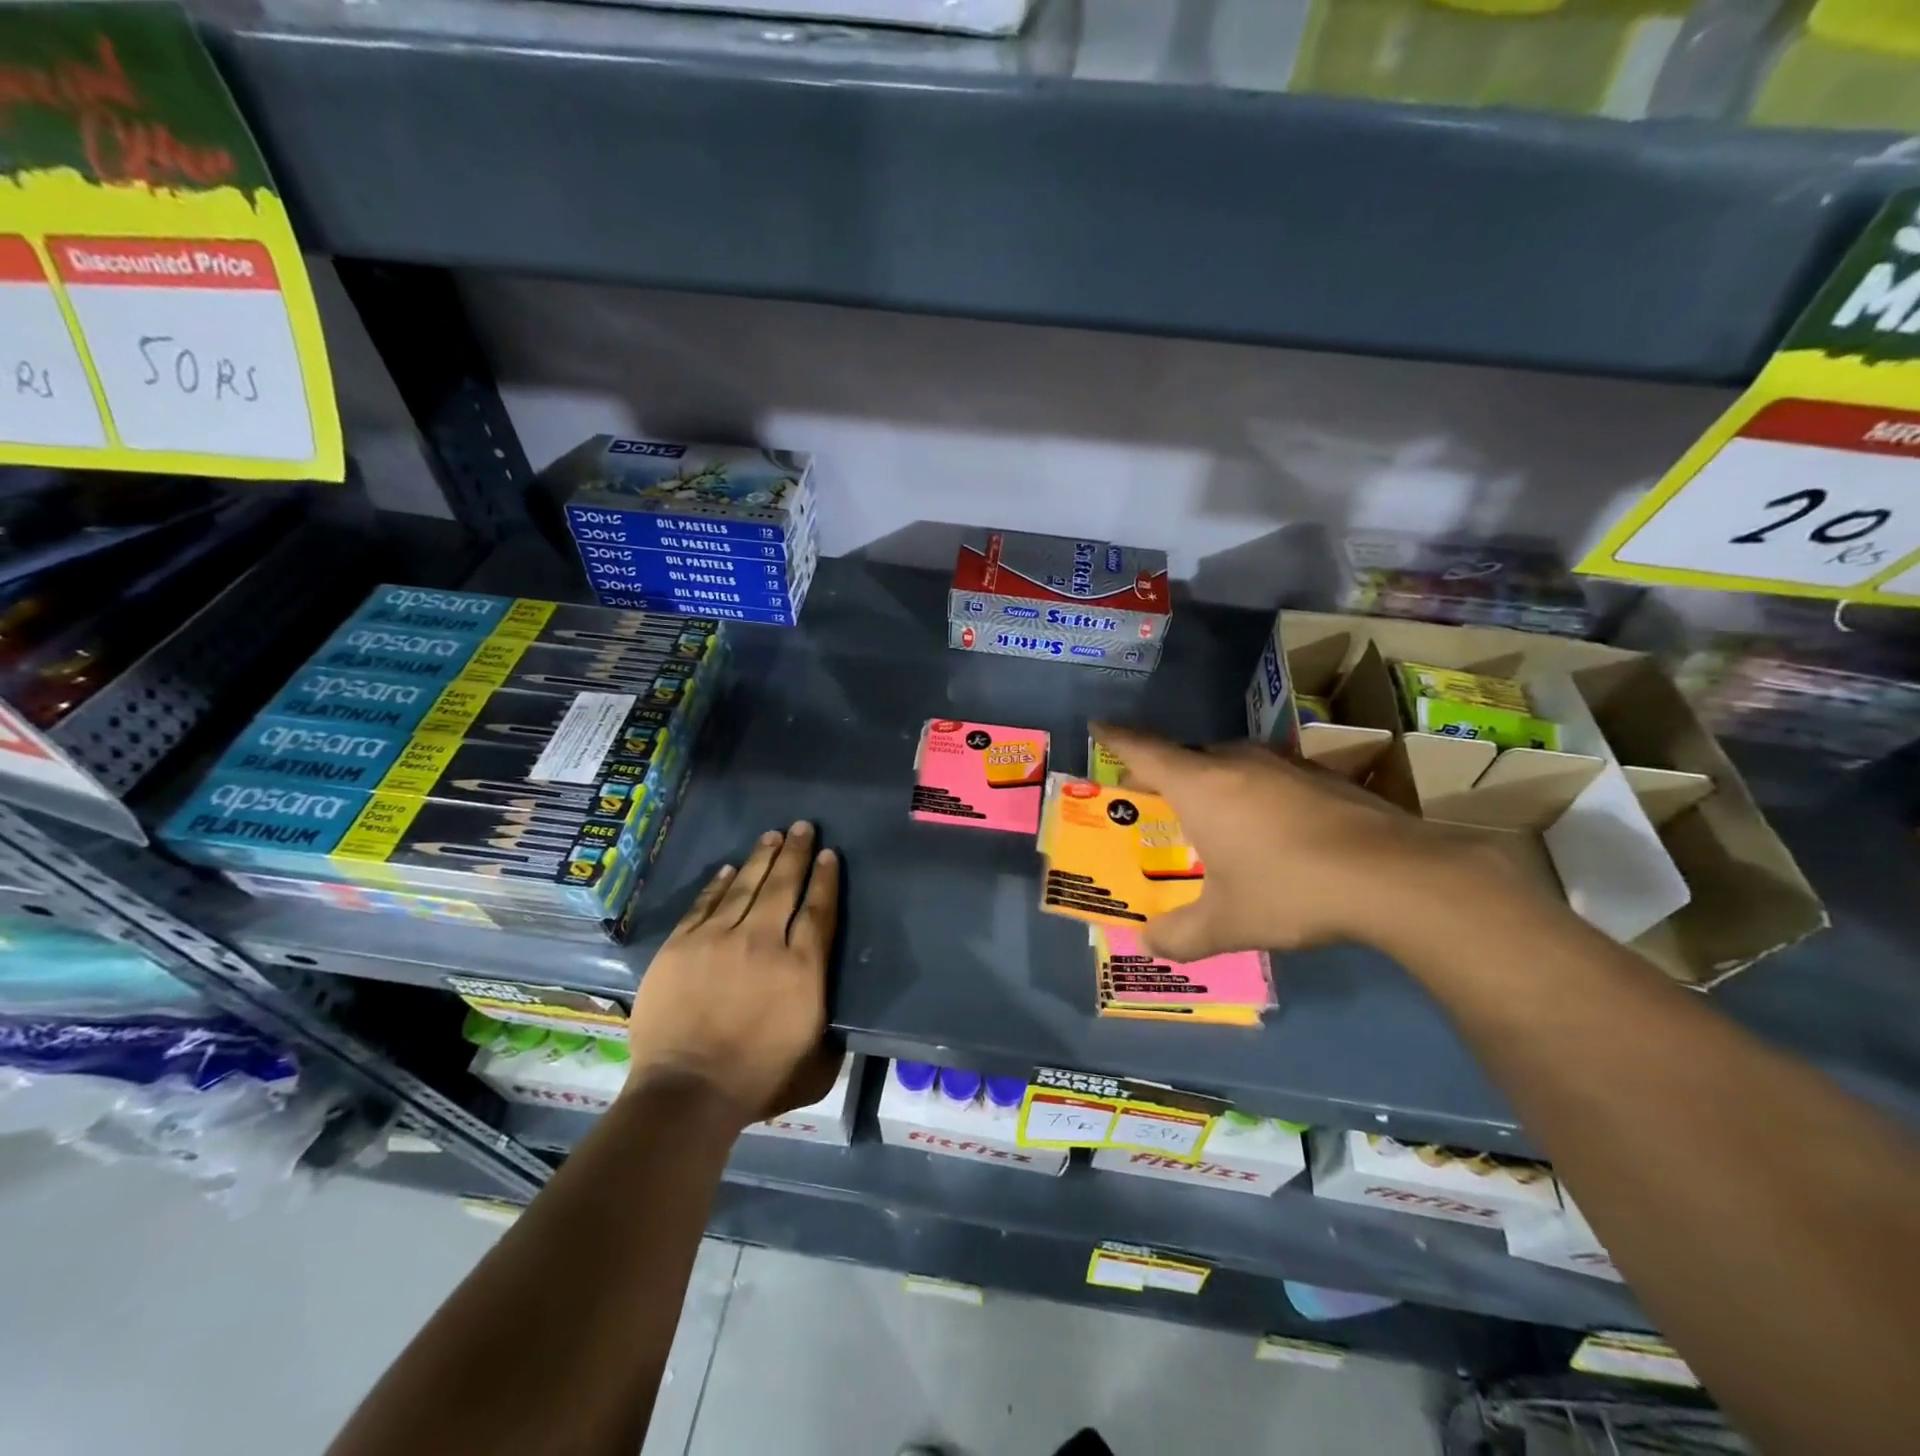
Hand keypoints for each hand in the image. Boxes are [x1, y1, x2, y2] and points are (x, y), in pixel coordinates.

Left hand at [624, 822, 839, 1128]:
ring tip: (772, 836)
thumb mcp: (816, 1064)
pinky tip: (729, 869)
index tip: (829, 855)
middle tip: (803, 826)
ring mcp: (718, 939)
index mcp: (802, 968)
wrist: (687, 1092)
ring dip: (761, 858)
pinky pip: (705, 904)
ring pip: (745, 886)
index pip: (819, 910)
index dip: (825, 879)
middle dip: (796, 853)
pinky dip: (718, 884)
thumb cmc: (758, 1080)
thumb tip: (833, 1016)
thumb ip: (830, 1033)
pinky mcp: (682, 946)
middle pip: (784, 886)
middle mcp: (764, 942)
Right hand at [1091, 723, 1499, 961]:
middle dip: (1162, 770)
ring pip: (1230, 762)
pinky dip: (1251, 791)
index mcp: (1201, 784)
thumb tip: (1148, 945)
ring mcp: (1284, 764)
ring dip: (1210, 780)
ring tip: (1207, 812)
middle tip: (1149, 795)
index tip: (1098, 725)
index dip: (1116, 738)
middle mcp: (1237, 762)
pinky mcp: (1322, 776)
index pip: (1143, 750)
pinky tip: (1269, 826)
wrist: (1396, 876)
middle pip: (1187, 754)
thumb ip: (1180, 935)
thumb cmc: (1290, 889)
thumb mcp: (1227, 923)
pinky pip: (1267, 775)